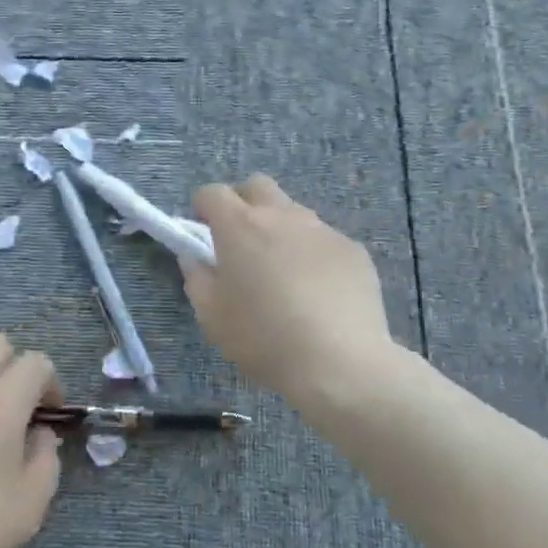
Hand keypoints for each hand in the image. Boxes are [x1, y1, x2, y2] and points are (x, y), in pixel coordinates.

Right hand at [183, 175, 394, 404]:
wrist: (338, 361)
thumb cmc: (263, 338)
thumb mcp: (212, 316)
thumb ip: (197, 278)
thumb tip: (194, 257)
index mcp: (240, 226)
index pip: (212, 193)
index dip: (202, 208)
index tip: (202, 233)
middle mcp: (282, 215)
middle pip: (257, 186)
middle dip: (243, 203)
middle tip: (241, 242)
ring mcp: (322, 229)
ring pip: (294, 213)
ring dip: (281, 230)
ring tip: (283, 274)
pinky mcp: (353, 250)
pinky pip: (324, 241)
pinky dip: (313, 255)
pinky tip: (318, 293)